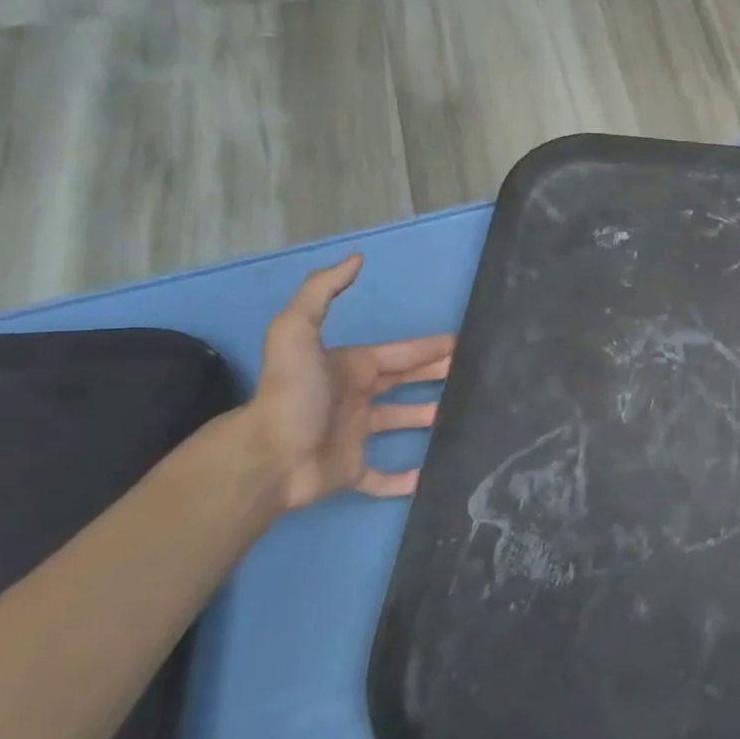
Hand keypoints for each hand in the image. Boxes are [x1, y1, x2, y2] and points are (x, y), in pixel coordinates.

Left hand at [247, 254, 454, 511]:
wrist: (268, 456)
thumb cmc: (292, 393)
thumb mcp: (296, 330)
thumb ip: (321, 292)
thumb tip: (356, 258)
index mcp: (351, 367)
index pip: (400, 354)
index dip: (430, 348)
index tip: (462, 344)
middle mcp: (355, 397)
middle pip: (403, 382)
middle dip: (435, 374)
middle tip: (471, 373)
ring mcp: (353, 436)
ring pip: (397, 423)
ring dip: (424, 418)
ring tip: (459, 415)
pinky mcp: (350, 472)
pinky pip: (380, 477)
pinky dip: (402, 480)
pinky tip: (428, 476)